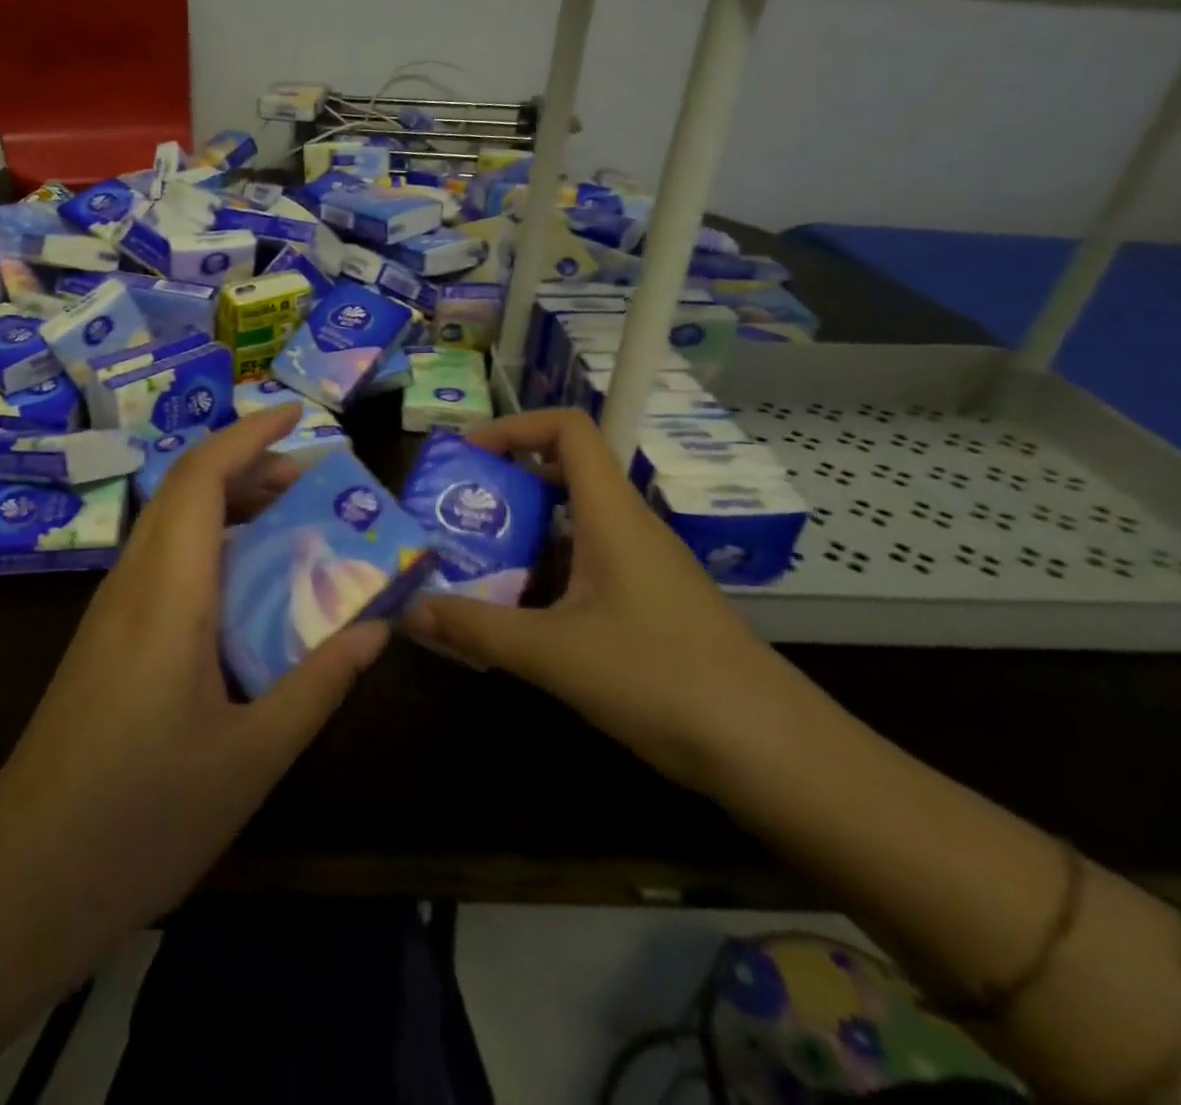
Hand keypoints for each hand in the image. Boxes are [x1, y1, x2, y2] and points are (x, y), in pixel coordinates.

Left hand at [0, 405, 388, 952]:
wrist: (22, 886)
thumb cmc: (141, 820)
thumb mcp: (252, 758)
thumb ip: (318, 684)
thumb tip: (376, 630)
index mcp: (168, 596)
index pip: (200, 478)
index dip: (249, 435)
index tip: (300, 416)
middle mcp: (132, 585)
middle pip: (185, 491)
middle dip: (250, 467)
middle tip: (316, 482)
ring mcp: (110, 612)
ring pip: (171, 525)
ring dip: (229, 506)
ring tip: (292, 525)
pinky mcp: (103, 641)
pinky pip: (162, 564)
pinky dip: (210, 547)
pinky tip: (246, 591)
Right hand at [404, 407, 781, 788]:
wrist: (772, 753)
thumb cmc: (663, 680)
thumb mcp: (555, 654)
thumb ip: (477, 629)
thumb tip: (408, 610)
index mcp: (612, 515)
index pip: (570, 429)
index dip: (515, 426)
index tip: (467, 456)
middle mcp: (628, 528)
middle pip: (562, 474)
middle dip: (503, 486)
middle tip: (454, 515)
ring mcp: (642, 569)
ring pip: (571, 527)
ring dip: (519, 537)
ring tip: (469, 565)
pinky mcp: (648, 606)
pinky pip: (584, 569)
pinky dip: (543, 576)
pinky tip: (514, 618)